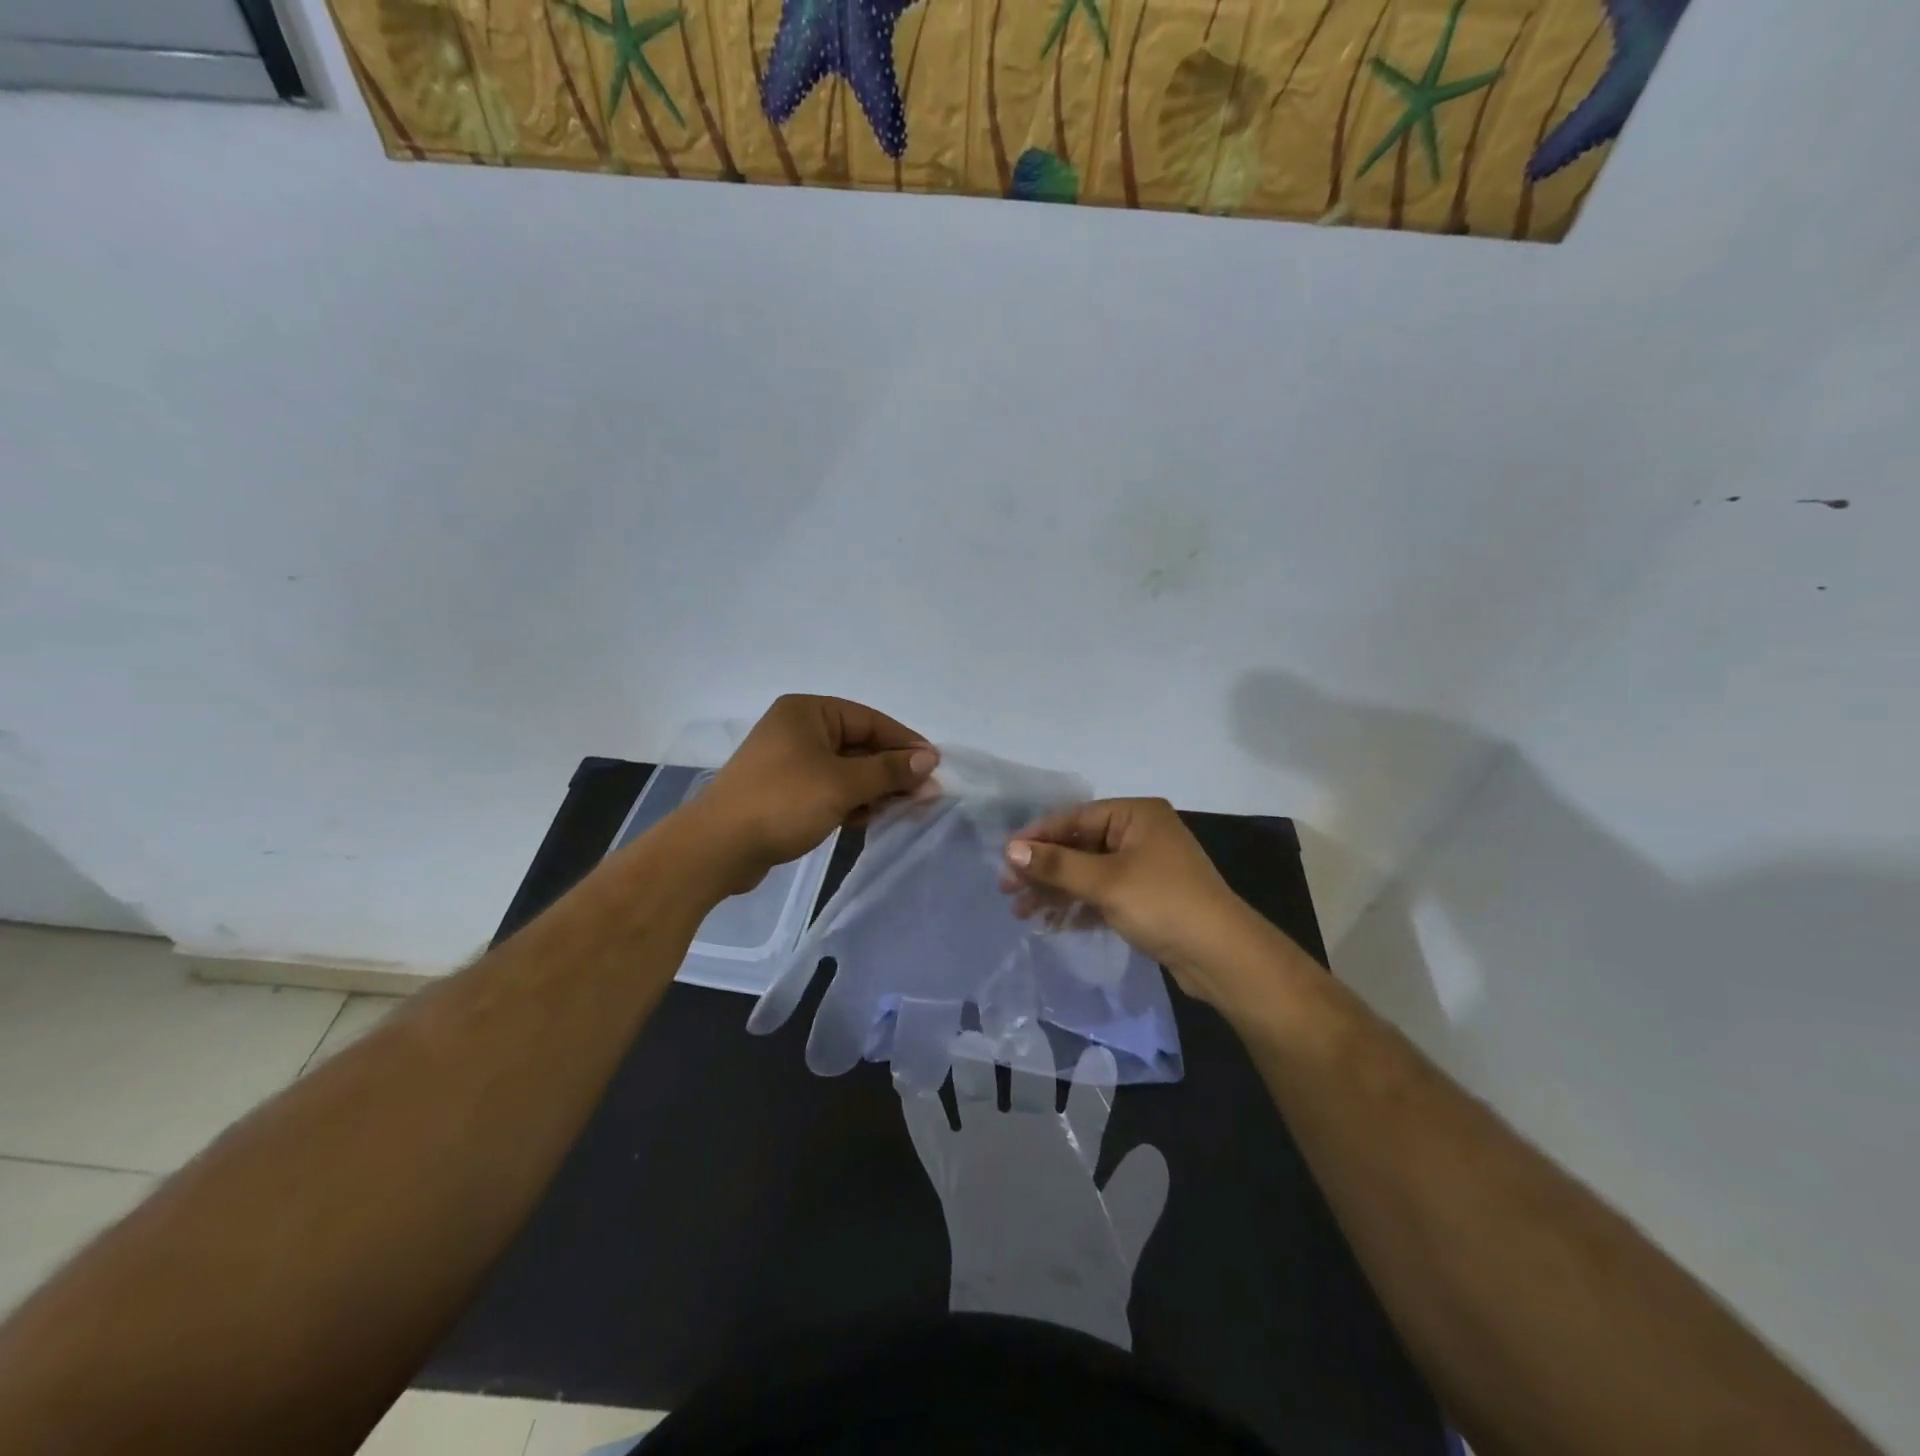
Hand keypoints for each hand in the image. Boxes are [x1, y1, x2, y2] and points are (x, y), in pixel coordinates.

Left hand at [685, 695, 937, 892]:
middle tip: (924, 795)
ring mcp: (789, 761)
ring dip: (873, 789)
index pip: (870, 720)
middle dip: (891, 770)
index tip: (935, 766)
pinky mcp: (784, 791)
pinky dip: (851, 801)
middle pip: (859, 745)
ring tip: (901, 810)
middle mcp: (798, 729)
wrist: (717, 848)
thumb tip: (930, 759)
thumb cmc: (782, 802)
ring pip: (846, 770)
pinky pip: (829, 789)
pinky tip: (868, 819)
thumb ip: (889, 770)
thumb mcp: (843, 784)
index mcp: (808, 712)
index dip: (905, 743)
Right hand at [1001, 798, 1275, 1008]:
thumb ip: (1056, 865)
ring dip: (1057, 891)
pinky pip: (1103, 894)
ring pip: (1089, 873)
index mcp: (1136, 815)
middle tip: (1008, 890)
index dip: (1038, 837)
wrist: (1222, 957)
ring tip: (1022, 913)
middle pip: (1080, 846)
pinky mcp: (1146, 897)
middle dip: (1044, 870)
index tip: (1004, 858)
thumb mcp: (1105, 882)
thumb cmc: (1163, 904)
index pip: (1075, 818)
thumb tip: (1010, 850)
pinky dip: (1079, 906)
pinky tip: (1052, 922)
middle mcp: (1140, 834)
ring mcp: (1145, 867)